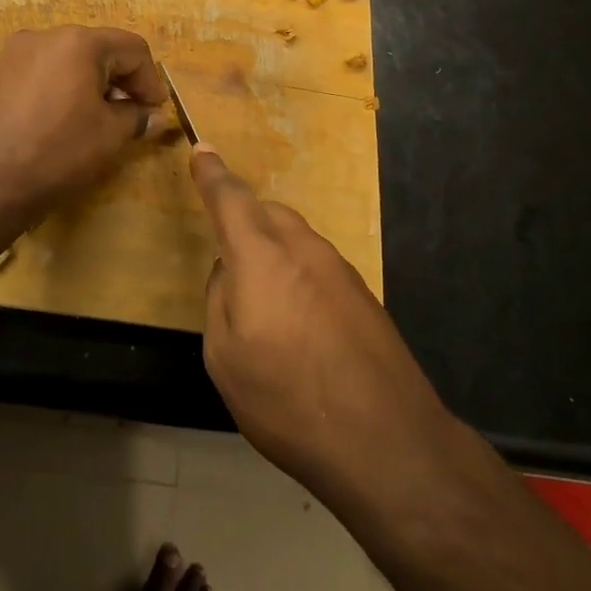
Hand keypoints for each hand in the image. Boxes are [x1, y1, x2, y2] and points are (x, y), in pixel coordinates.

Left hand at [0, 26, 165, 214]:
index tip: (155, 112)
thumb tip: (153, 116)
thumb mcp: (108, 136)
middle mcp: (46, 35)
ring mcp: (16, 52)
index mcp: (79, 41)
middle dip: (121, 80)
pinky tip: (63, 120)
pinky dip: (63, 87)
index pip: (132, 48)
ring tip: (98, 120)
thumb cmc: (56, 152)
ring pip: (69, 59)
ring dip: (92, 83)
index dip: (150, 80)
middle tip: (132, 116)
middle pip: (99, 48)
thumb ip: (137, 118)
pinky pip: (44, 71)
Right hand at [193, 148, 455, 507]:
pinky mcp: (364, 295)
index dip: (212, 174)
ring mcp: (340, 268)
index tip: (202, 149)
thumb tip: (229, 274)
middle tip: (232, 265)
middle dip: (245, 224)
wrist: (388, 441)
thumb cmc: (289, 400)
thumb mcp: (225, 358)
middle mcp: (302, 248)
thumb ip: (219, 300)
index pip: (229, 198)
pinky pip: (319, 268)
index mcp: (260, 255)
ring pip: (296, 240)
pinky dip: (301, 280)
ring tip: (270, 311)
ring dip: (276, 255)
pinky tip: (304, 330)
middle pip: (267, 214)